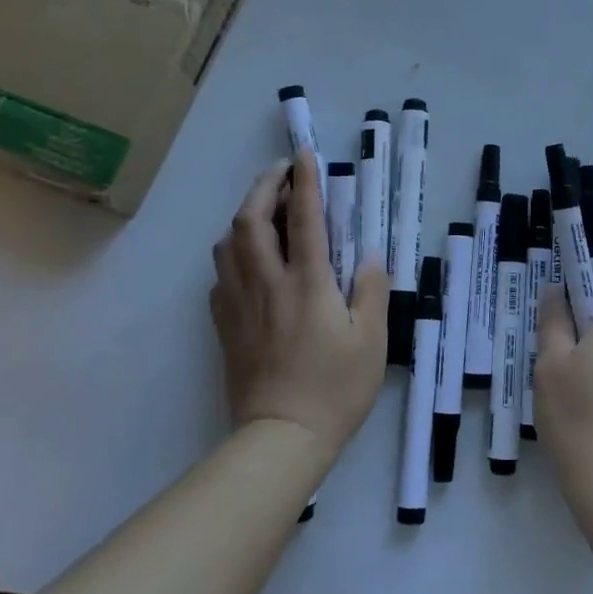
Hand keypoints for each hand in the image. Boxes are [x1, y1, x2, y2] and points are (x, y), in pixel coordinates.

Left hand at [210, 151, 388, 456]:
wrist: (281, 438)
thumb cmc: (335, 389)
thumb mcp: (372, 340)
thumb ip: (371, 291)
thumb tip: (366, 257)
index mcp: (308, 283)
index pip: (305, 219)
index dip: (305, 182)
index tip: (305, 155)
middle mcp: (268, 284)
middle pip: (251, 221)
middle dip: (263, 186)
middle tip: (280, 172)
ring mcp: (240, 304)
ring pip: (228, 244)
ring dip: (244, 216)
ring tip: (265, 211)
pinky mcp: (225, 326)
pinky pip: (220, 276)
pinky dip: (233, 253)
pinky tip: (249, 260)